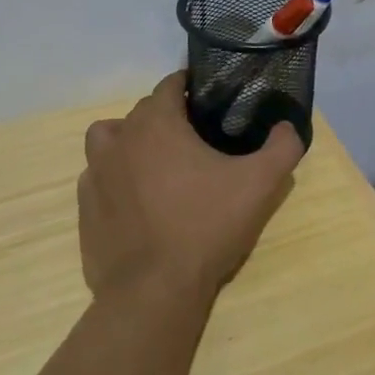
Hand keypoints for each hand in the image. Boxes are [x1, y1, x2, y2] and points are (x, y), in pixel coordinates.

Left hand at [76, 72, 303, 305]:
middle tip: (196, 140)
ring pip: (110, 138)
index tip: (209, 103)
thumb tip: (288, 127)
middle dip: (167, 117)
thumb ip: (282, 148)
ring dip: (130, 141)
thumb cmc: (206, 227)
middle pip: (142, 112)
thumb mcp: (259, 185)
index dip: (190, 88)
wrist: (154, 290)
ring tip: (156, 164)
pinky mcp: (85, 206)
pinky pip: (98, 176)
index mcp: (156, 123)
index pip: (169, 85)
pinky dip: (115, 178)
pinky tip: (137, 200)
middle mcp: (120, 139)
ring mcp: (96, 173)